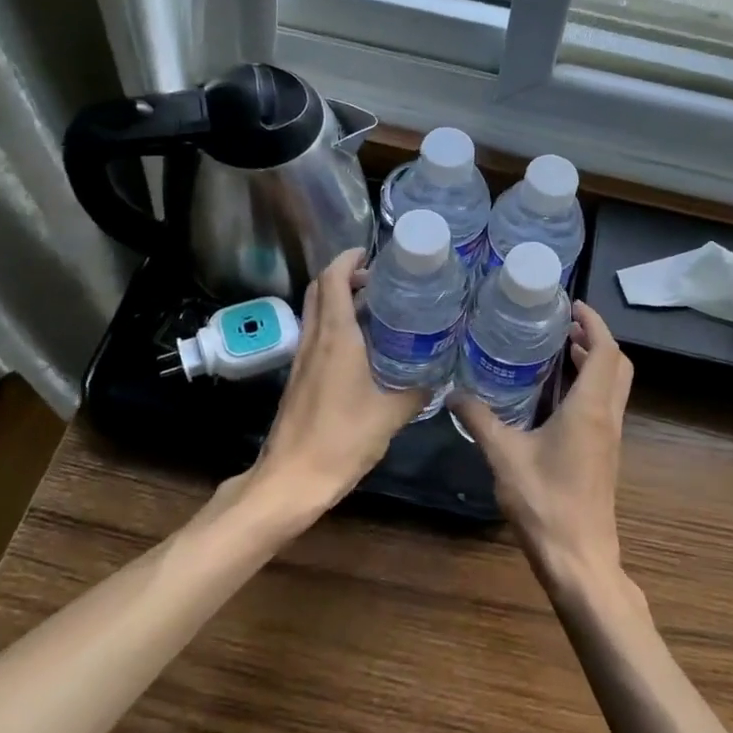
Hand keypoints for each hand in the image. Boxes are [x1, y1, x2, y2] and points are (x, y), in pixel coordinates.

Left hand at [245, 248, 428, 525]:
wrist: (292, 479)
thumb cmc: (341, 440)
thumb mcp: (391, 414)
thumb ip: (418, 389)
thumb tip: (441, 373)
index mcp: (336, 338)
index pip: (332, 280)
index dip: (348, 259)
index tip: (372, 253)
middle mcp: (315, 340)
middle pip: (320, 290)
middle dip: (345, 275)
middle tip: (379, 279)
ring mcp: (303, 359)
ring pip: (316, 312)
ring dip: (339, 299)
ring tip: (378, 307)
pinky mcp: (300, 377)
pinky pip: (317, 335)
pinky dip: (336, 325)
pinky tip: (364, 345)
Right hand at [453, 301, 633, 590]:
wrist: (580, 559)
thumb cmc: (545, 503)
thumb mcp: (504, 456)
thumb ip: (480, 420)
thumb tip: (453, 392)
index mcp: (590, 409)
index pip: (606, 351)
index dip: (594, 323)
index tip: (572, 306)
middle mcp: (608, 417)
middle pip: (618, 365)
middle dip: (597, 339)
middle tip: (564, 327)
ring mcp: (610, 438)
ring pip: (614, 387)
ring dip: (595, 363)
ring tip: (559, 351)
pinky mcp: (605, 455)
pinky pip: (606, 406)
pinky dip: (590, 387)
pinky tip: (556, 398)